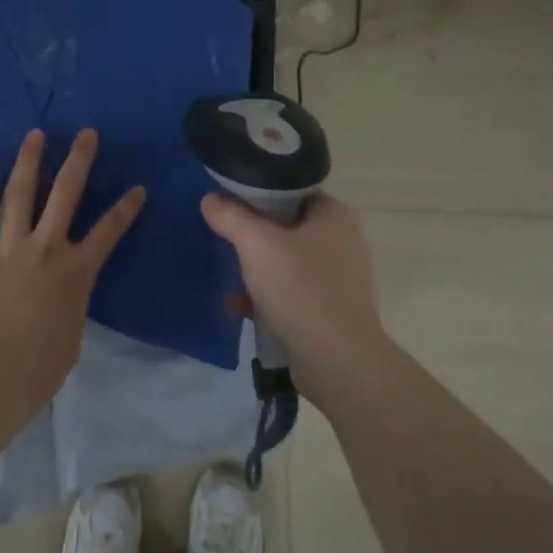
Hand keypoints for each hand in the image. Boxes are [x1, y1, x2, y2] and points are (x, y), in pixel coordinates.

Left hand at [0, 129, 145, 405]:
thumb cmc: (36, 370)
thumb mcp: (69, 337)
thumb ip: (67, 307)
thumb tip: (60, 300)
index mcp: (76, 272)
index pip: (109, 232)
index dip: (126, 208)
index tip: (138, 187)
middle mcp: (45, 248)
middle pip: (66, 194)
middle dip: (79, 160)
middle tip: (86, 133)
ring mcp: (6, 246)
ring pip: (19, 192)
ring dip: (28, 160)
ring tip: (34, 134)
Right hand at [200, 192, 386, 403]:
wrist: (338, 362)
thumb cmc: (301, 290)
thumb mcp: (257, 245)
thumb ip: (231, 217)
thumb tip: (210, 199)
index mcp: (334, 216)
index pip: (292, 190)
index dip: (259, 192)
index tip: (229, 200)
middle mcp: (341, 241)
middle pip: (287, 225)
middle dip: (254, 235)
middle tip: (226, 237)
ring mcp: (338, 279)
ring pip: (286, 261)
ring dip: (256, 268)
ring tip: (229, 276)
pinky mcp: (329, 310)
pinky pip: (291, 292)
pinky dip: (266, 296)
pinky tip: (239, 306)